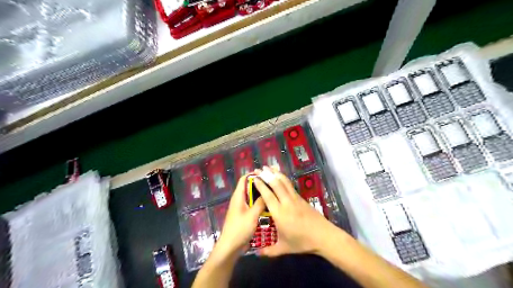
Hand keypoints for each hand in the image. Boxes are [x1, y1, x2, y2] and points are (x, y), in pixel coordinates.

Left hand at [215, 174, 266, 256]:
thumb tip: (267, 192)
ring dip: (260, 194)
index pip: (244, 179)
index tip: (266, 174)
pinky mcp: (244, 215)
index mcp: (238, 196)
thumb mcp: (252, 215)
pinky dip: (259, 203)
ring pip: (252, 196)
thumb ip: (260, 203)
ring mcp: (241, 207)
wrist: (230, 247)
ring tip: (273, 193)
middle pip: (249, 187)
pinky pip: (252, 205)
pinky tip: (269, 205)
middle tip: (273, 184)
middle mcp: (239, 199)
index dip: (253, 174)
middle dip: (260, 184)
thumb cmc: (240, 229)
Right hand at [252, 165, 338, 256]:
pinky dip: (283, 178)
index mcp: (279, 213)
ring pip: (284, 182)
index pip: (267, 195)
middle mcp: (286, 202)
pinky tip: (280, 176)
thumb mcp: (284, 248)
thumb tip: (257, 254)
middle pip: (276, 184)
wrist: (323, 236)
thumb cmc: (302, 242)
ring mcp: (295, 198)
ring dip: (275, 173)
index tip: (254, 178)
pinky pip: (290, 185)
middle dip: (266, 175)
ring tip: (268, 167)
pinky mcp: (301, 198)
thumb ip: (269, 251)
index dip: (260, 185)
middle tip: (258, 168)